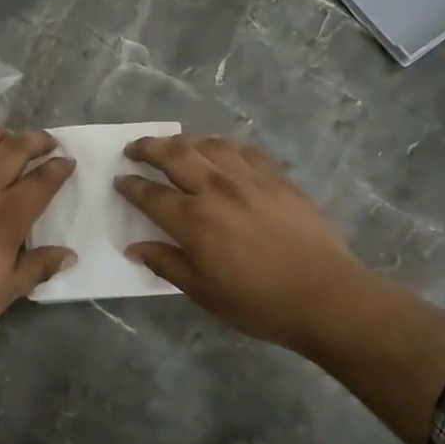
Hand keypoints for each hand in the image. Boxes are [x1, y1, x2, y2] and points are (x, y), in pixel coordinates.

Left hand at [0, 126, 75, 415]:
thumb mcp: (4, 294)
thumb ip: (37, 268)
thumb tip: (69, 254)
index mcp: (5, 218)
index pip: (41, 181)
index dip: (58, 168)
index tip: (68, 162)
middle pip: (12, 149)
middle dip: (36, 140)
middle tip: (47, 143)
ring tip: (7, 138)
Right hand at [115, 134, 444, 443]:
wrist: (324, 295)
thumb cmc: (258, 302)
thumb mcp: (203, 292)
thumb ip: (166, 263)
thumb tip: (133, 246)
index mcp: (193, 220)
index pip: (150, 195)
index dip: (130, 186)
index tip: (119, 181)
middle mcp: (216, 189)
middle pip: (174, 156)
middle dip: (148, 148)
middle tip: (134, 149)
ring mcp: (249, 178)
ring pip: (208, 145)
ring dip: (184, 141)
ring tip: (174, 145)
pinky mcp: (277, 177)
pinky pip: (244, 150)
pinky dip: (224, 145)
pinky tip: (220, 150)